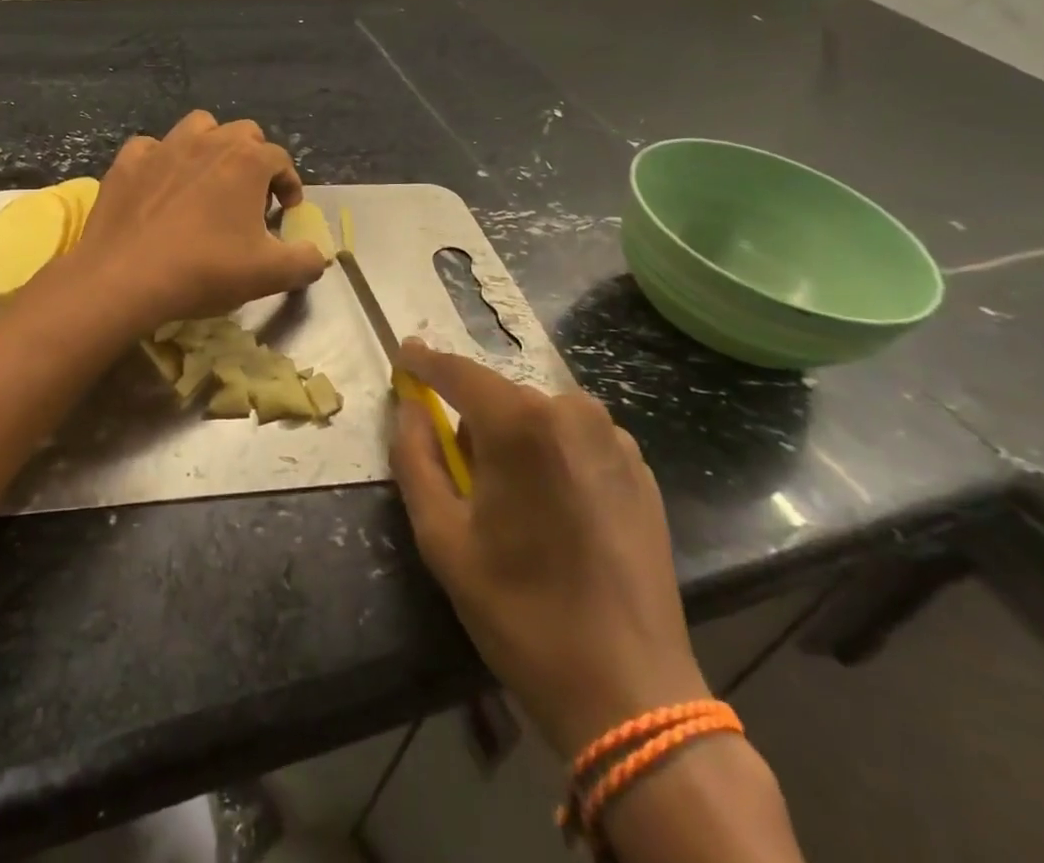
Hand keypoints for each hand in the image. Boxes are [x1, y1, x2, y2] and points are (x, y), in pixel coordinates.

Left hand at [70, 111, 328, 331]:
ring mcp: (164, 147)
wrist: (125, 278)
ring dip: (210, 146)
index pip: (280, 159)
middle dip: (253, 159)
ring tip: (208, 180)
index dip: (289, 183)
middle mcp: (208, 142)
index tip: (286, 210)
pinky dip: (161, 161)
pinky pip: (151, 148)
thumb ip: (305, 261)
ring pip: (198, 127)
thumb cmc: (204, 270)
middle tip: (250, 196)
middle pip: (243, 134)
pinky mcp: (128, 162)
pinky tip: (160, 186)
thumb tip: (317, 257)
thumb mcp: (270, 275)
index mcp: (247, 161)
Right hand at [390, 340, 709, 757]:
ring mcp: (614, 439)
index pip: (458, 372)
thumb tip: (410, 407)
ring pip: (539, 417)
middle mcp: (572, 413)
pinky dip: (553, 457)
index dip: (424, 361)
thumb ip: (415, 457)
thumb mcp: (441, 538)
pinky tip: (556, 511)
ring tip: (512, 503)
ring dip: (514, 440)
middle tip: (462, 478)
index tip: (403, 354)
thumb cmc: (521, 611)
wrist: (630, 690)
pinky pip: (576, 440)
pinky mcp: (640, 469)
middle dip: (473, 422)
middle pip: (499, 398)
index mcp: (520, 424)